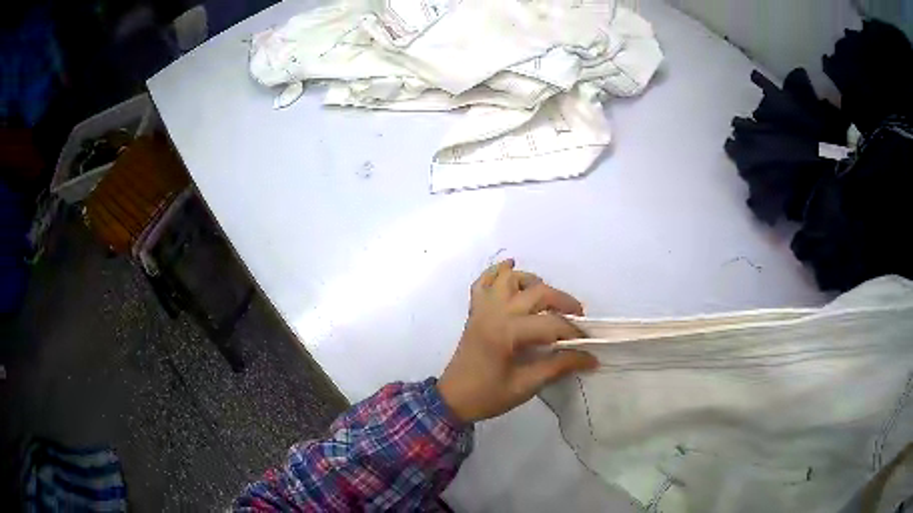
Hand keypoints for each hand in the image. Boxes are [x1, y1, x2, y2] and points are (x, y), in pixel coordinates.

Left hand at [437, 259, 597, 422]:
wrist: (452, 399)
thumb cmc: (488, 396)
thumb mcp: (526, 386)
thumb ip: (559, 367)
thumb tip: (590, 358)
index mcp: (507, 333)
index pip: (551, 324)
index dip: (573, 332)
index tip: (588, 343)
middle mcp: (496, 313)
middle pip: (537, 292)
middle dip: (563, 301)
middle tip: (577, 316)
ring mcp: (483, 309)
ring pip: (509, 278)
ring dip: (532, 281)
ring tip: (547, 298)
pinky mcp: (475, 312)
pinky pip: (483, 282)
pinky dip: (497, 272)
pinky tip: (510, 269)